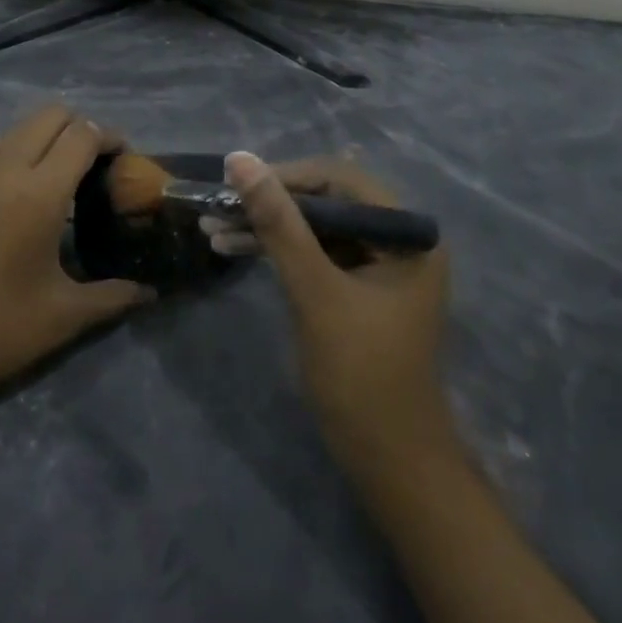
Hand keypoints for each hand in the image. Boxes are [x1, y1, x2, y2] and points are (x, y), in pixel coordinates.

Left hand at [0, 105, 153, 407]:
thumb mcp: (66, 315)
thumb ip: (114, 295)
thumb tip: (151, 292)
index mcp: (39, 193)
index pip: (83, 135)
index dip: (111, 139)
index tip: (126, 162)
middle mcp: (7, 169)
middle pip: (51, 115)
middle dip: (82, 128)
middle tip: (98, 165)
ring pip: (20, 126)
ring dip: (48, 136)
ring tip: (64, 174)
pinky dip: (19, 148)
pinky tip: (25, 188)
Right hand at [215, 152, 452, 472]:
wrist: (390, 462)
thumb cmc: (361, 373)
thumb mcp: (315, 291)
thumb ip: (279, 223)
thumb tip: (240, 160)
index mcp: (408, 233)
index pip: (340, 180)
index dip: (286, 176)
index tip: (236, 184)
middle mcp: (399, 240)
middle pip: (326, 202)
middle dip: (270, 205)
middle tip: (219, 207)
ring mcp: (379, 266)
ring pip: (315, 229)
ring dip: (267, 229)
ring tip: (213, 229)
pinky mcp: (359, 290)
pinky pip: (315, 255)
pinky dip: (279, 253)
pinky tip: (234, 250)